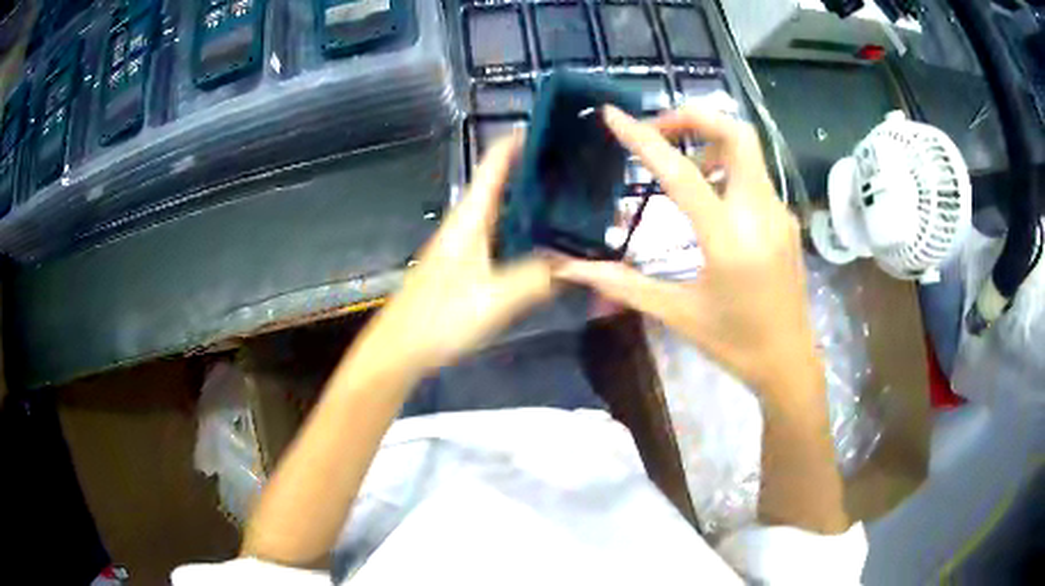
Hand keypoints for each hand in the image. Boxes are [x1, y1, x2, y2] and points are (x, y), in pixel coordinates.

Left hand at [347, 134, 555, 379]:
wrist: (400, 348)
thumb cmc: (441, 317)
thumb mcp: (496, 299)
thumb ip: (538, 278)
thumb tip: (575, 263)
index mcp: (470, 217)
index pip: (495, 163)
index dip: (520, 140)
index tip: (554, 129)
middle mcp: (466, 222)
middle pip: (502, 183)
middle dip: (536, 170)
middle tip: (579, 170)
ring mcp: (463, 243)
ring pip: (503, 210)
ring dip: (532, 201)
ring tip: (573, 201)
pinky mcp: (463, 265)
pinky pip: (500, 235)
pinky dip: (524, 230)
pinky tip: (545, 245)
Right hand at [556, 106, 819, 396]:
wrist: (789, 361)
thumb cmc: (735, 342)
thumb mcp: (678, 314)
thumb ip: (624, 284)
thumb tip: (570, 269)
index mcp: (729, 240)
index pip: (682, 173)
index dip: (643, 139)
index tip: (613, 115)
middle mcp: (759, 214)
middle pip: (736, 134)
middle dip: (693, 118)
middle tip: (658, 133)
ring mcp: (778, 213)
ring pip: (748, 149)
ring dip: (710, 142)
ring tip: (681, 168)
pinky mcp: (785, 218)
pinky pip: (754, 175)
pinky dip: (726, 166)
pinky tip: (709, 196)